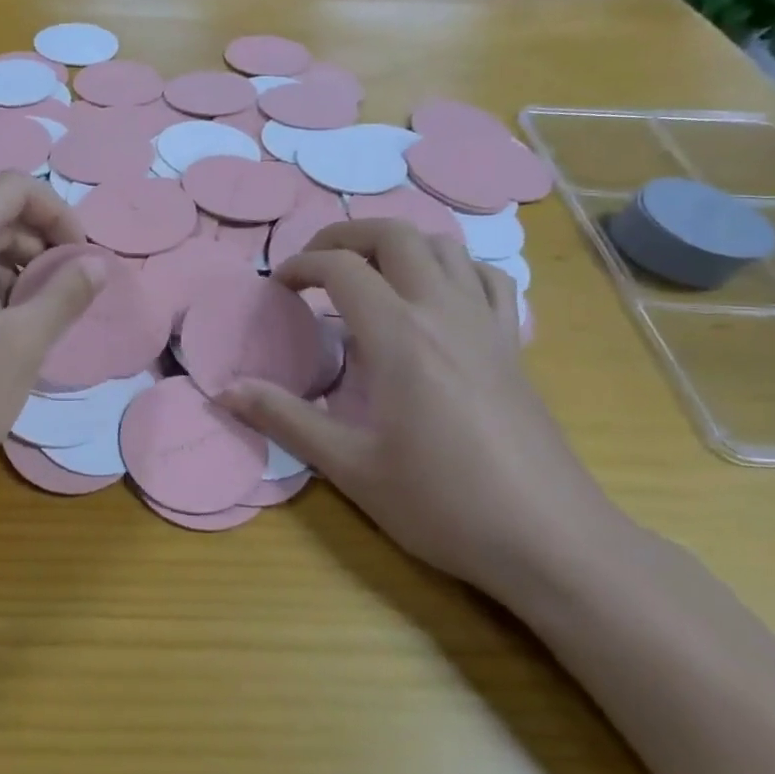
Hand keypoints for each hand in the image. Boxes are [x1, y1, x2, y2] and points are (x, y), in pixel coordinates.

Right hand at [218, 219, 624, 601]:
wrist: (550, 539)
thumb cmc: (442, 503)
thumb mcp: (350, 466)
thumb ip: (284, 419)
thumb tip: (224, 390)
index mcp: (399, 335)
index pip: (341, 267)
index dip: (300, 265)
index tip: (277, 286)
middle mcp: (443, 312)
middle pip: (394, 235)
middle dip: (346, 236)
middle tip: (316, 265)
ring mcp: (485, 324)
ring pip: (444, 246)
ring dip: (399, 244)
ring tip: (370, 273)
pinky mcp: (512, 345)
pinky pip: (487, 279)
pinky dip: (454, 269)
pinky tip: (437, 297)